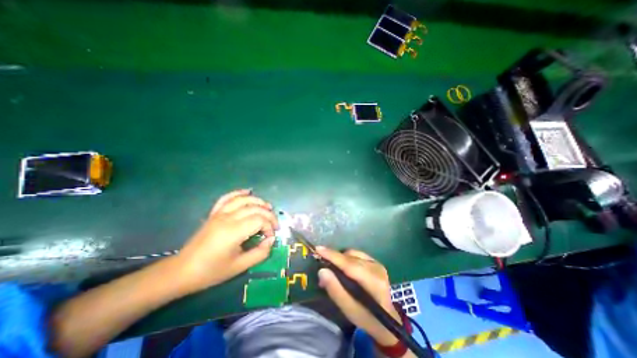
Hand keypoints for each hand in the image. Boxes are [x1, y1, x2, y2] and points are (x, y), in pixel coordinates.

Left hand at [174, 190, 276, 293]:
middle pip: (254, 208)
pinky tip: (248, 192)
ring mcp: (219, 214)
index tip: (270, 237)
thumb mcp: (239, 266)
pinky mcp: (214, 214)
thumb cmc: (211, 271)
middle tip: (274, 225)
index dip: (270, 226)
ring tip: (268, 207)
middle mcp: (227, 218)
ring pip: (243, 200)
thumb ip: (260, 253)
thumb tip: (271, 240)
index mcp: (233, 232)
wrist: (182, 271)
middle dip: (268, 215)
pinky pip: (227, 198)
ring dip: (258, 201)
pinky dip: (238, 193)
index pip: (259, 220)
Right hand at [316, 248, 399, 344]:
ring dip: (340, 258)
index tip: (318, 249)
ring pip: (353, 254)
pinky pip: (357, 254)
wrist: (388, 321)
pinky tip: (344, 268)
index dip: (333, 256)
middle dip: (334, 258)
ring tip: (332, 269)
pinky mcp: (376, 262)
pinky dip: (347, 258)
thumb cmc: (367, 319)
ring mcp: (377, 263)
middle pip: (351, 257)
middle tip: (322, 267)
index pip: (350, 265)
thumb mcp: (349, 310)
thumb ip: (335, 290)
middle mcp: (377, 268)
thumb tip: (322, 271)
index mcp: (374, 282)